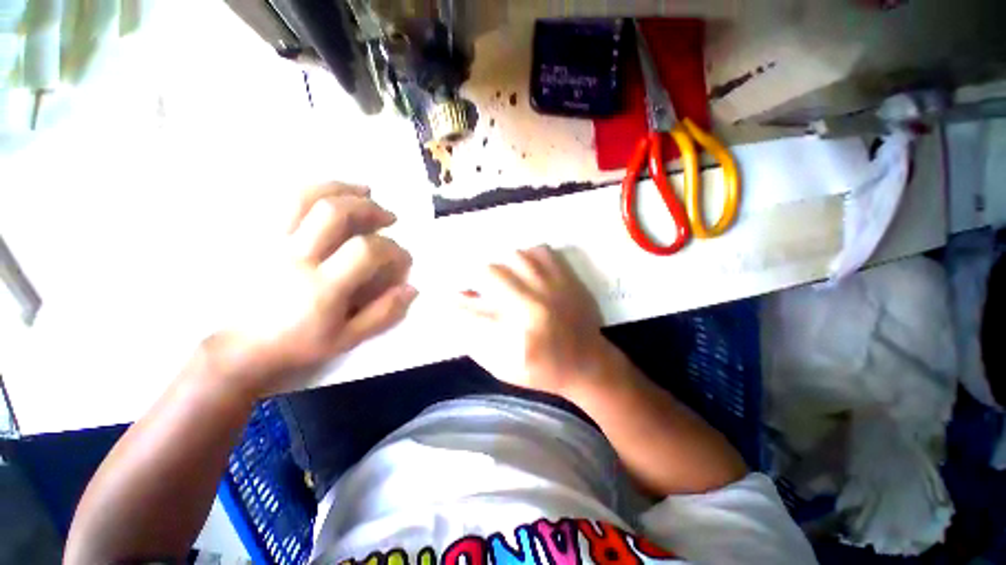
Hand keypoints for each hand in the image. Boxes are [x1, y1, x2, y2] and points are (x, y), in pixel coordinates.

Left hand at [213, 183, 415, 397]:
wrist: (241, 345)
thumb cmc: (299, 343)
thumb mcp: (349, 338)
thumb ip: (384, 313)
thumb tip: (412, 288)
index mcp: (321, 287)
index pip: (365, 251)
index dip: (393, 249)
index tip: (403, 257)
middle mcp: (295, 257)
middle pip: (334, 212)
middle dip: (370, 209)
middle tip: (389, 217)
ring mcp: (271, 242)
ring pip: (303, 197)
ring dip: (340, 188)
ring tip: (364, 191)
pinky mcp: (257, 236)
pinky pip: (282, 201)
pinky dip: (312, 191)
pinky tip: (330, 195)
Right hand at [458, 245, 606, 395]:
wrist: (589, 363)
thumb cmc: (544, 371)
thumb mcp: (506, 368)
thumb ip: (479, 342)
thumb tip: (461, 311)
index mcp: (519, 332)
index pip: (474, 309)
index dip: (457, 301)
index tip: (448, 295)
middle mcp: (536, 304)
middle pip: (493, 273)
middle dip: (478, 278)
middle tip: (480, 285)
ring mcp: (555, 288)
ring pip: (517, 256)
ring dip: (503, 265)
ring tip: (504, 276)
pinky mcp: (569, 279)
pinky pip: (543, 251)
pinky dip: (528, 255)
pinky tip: (526, 268)